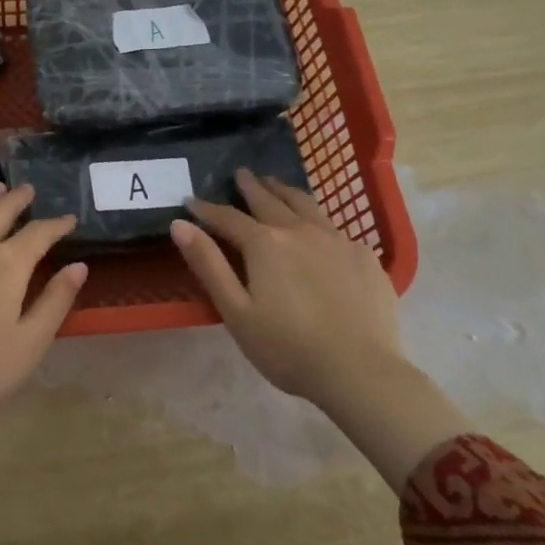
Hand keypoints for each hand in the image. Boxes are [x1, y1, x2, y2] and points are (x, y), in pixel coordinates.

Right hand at [171, 170, 469, 494]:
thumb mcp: (235, 310)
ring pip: (306, 205)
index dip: (207, 209)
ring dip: (285, 191)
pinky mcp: (365, 257)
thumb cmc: (287, 347)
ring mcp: (337, 240)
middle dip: (251, 187)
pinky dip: (317, 218)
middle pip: (270, 201)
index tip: (191, 201)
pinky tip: (318, 227)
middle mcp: (300, 231)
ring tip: (276, 184)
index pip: (228, 218)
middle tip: (241, 173)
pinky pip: (335, 226)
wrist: (360, 371)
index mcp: (265, 244)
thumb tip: (180, 224)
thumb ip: (208, 264)